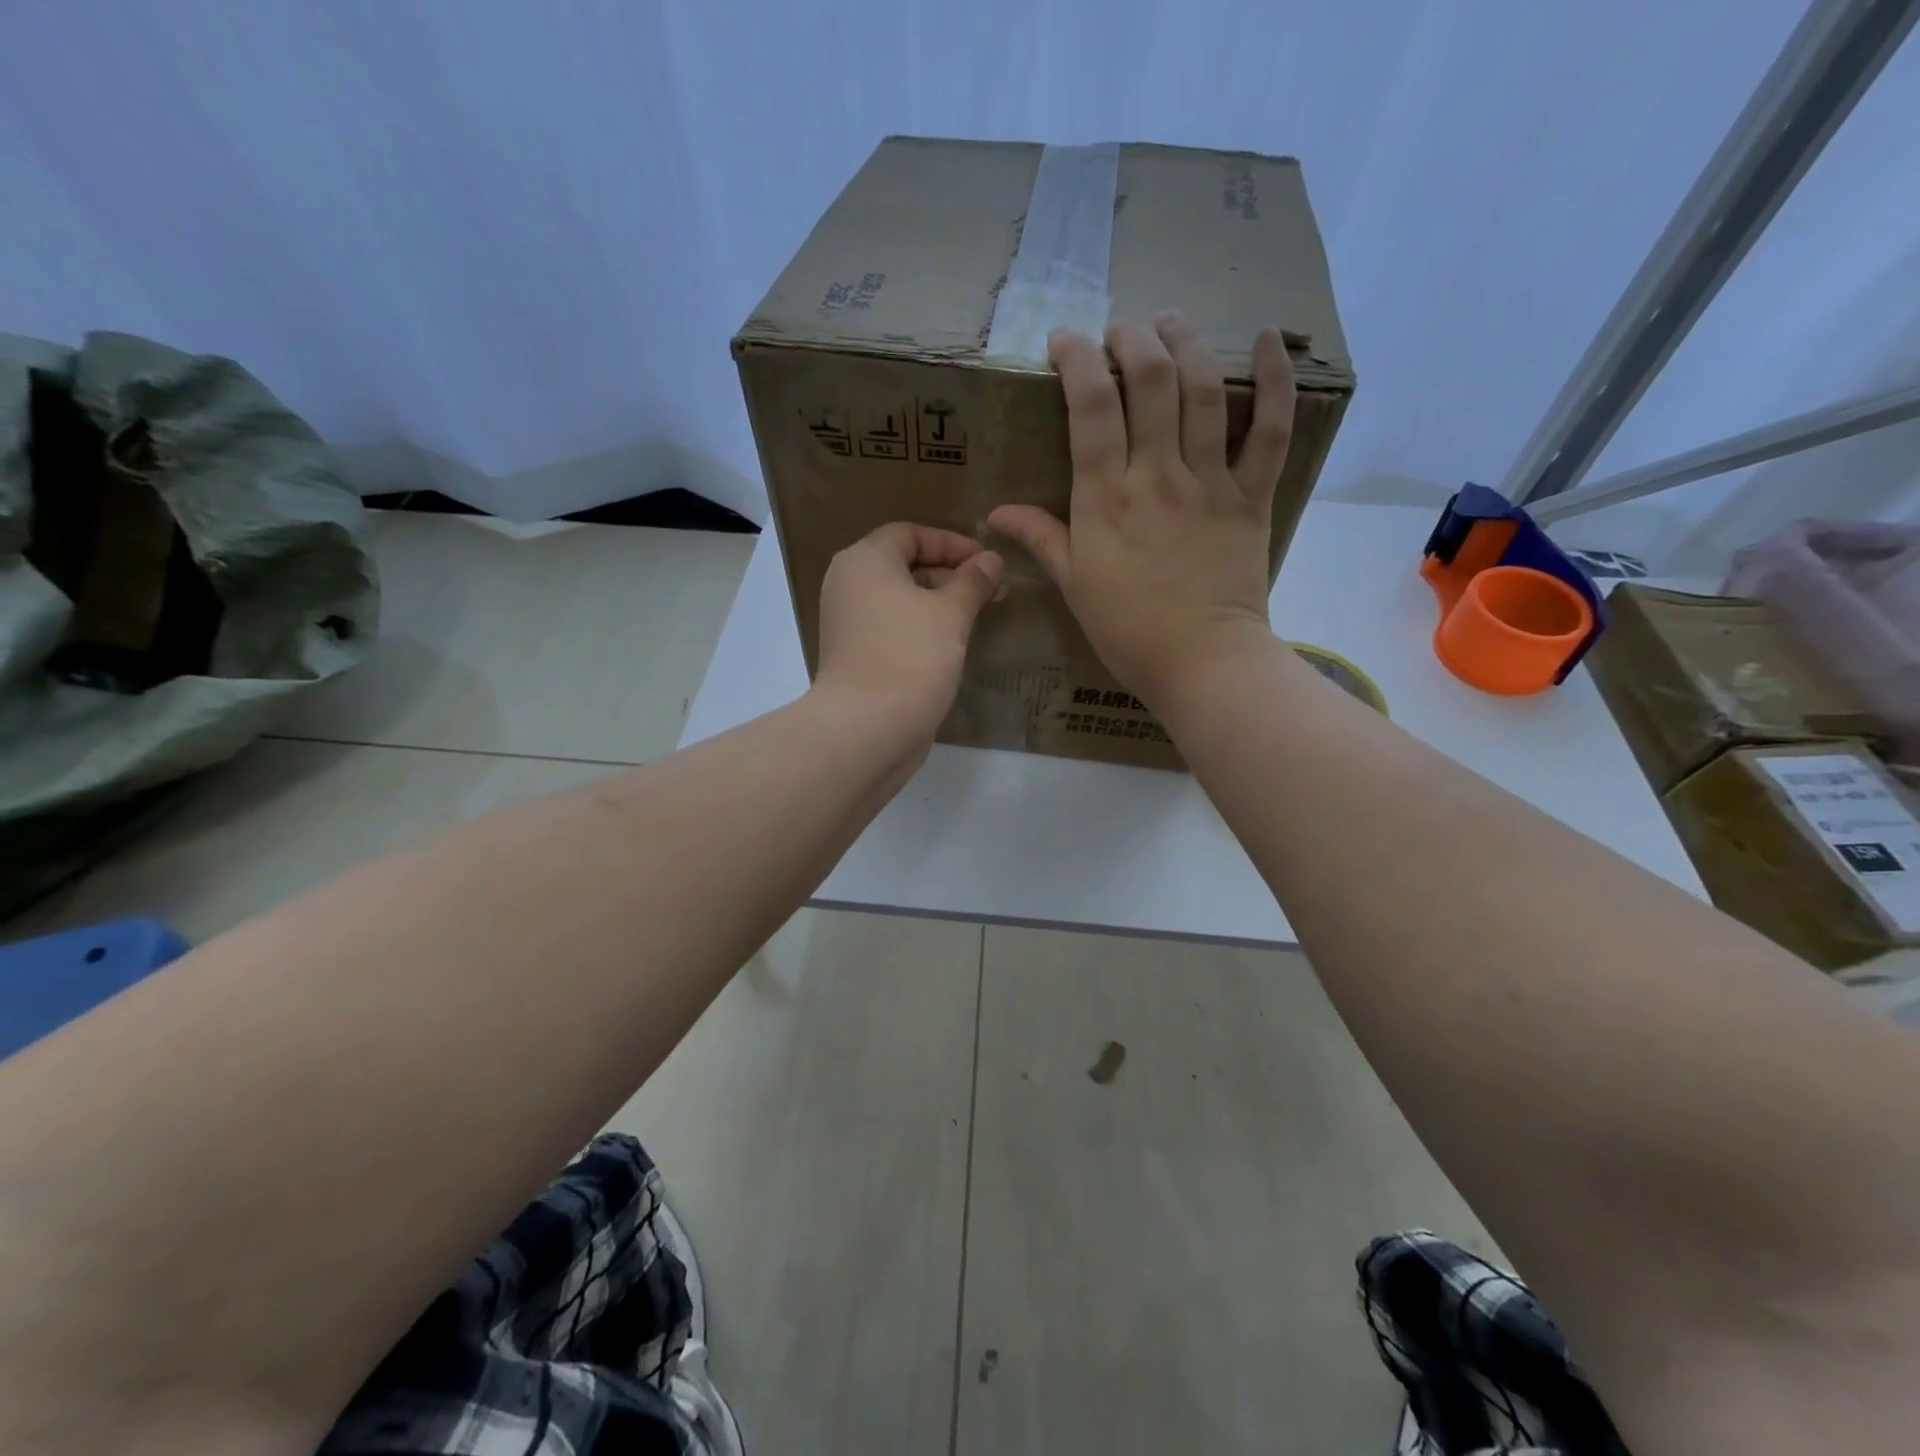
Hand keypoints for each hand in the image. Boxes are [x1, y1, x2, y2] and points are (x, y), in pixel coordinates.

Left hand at [813, 522, 1005, 747]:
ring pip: (902, 601)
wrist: (866, 728)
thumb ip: (973, 581)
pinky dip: (924, 629)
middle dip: (953, 575)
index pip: (910, 534)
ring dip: (942, 604)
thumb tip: (991, 560)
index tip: (988, 562)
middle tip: (995, 592)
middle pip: (906, 566)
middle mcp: (849, 586)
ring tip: (981, 617)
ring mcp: (850, 624)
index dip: (952, 543)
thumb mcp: (950, 612)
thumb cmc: (910, 656)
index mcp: (864, 561)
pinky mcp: (858, 657)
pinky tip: (955, 644)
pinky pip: (895, 629)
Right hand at [988, 312, 1294, 711]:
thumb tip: (997, 512)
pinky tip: (1265, 338)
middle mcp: (1157, 476)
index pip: (1089, 409)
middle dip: (1132, 341)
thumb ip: (1041, 539)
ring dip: (1185, 343)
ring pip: (1202, 392)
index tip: (1065, 342)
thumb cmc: (1128, 630)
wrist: (1201, 663)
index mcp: (1106, 500)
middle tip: (1121, 331)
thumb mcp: (1074, 585)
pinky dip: (1275, 381)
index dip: (1076, 362)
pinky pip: (1270, 430)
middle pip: (1149, 383)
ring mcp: (1209, 482)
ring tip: (1170, 321)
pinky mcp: (1251, 495)